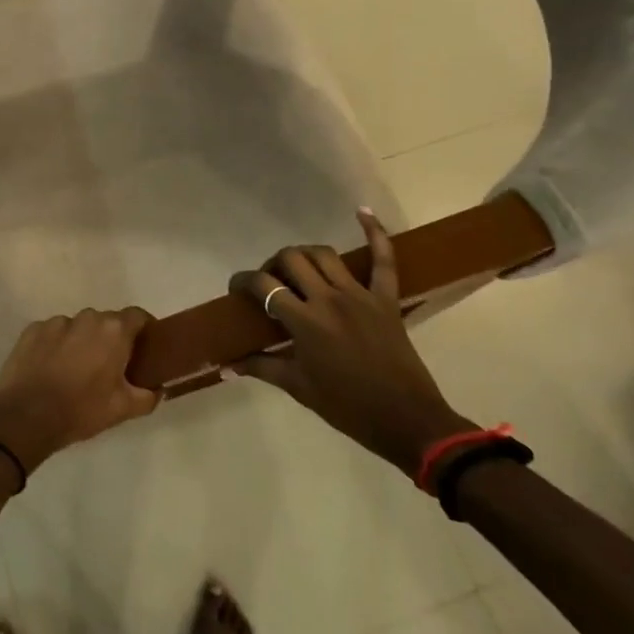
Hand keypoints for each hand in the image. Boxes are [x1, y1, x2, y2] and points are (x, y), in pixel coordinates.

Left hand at [0, 308, 159, 473]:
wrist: (25, 417)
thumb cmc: (81, 410)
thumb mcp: (123, 409)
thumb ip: (148, 396)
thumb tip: (157, 389)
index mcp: (113, 331)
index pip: (138, 316)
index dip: (144, 329)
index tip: (145, 347)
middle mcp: (86, 318)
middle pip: (106, 322)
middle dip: (111, 339)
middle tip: (110, 366)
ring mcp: (56, 322)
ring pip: (78, 327)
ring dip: (82, 342)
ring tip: (75, 370)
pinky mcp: (32, 330)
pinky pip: (53, 333)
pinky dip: (56, 346)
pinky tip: (51, 370)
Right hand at [230, 207, 474, 476]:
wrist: (407, 421)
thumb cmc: (348, 408)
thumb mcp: (299, 388)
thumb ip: (262, 368)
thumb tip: (227, 366)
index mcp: (305, 322)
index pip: (264, 286)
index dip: (243, 281)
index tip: (236, 289)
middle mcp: (328, 299)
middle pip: (291, 260)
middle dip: (273, 264)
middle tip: (270, 281)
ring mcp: (360, 295)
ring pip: (324, 255)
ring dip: (304, 254)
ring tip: (297, 267)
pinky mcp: (386, 299)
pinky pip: (384, 260)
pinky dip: (375, 233)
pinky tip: (363, 212)